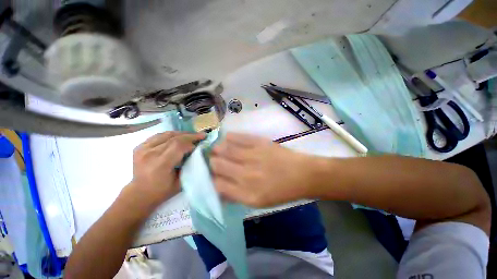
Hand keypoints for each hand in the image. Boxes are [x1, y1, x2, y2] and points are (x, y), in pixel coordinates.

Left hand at [128, 131, 204, 207]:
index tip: (201, 143)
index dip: (191, 142)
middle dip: (190, 136)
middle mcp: (150, 154)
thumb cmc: (162, 191)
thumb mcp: (180, 182)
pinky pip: (159, 136)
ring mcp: (143, 149)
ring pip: (166, 134)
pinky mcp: (140, 147)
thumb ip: (189, 166)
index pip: (178, 145)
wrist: (140, 193)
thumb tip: (198, 152)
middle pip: (173, 138)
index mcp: (160, 164)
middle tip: (201, 135)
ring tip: (192, 135)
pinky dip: (171, 135)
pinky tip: (178, 137)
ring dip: (182, 134)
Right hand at [210, 133, 317, 206]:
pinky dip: (229, 137)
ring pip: (224, 149)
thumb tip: (219, 187)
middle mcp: (246, 175)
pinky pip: (238, 137)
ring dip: (217, 148)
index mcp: (246, 194)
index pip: (217, 185)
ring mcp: (253, 156)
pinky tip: (227, 138)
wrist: (302, 175)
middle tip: (214, 160)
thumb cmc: (281, 191)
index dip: (212, 179)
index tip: (213, 175)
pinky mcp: (260, 143)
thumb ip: (236, 195)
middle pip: (217, 164)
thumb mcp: (258, 202)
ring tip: (217, 148)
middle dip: (212, 162)